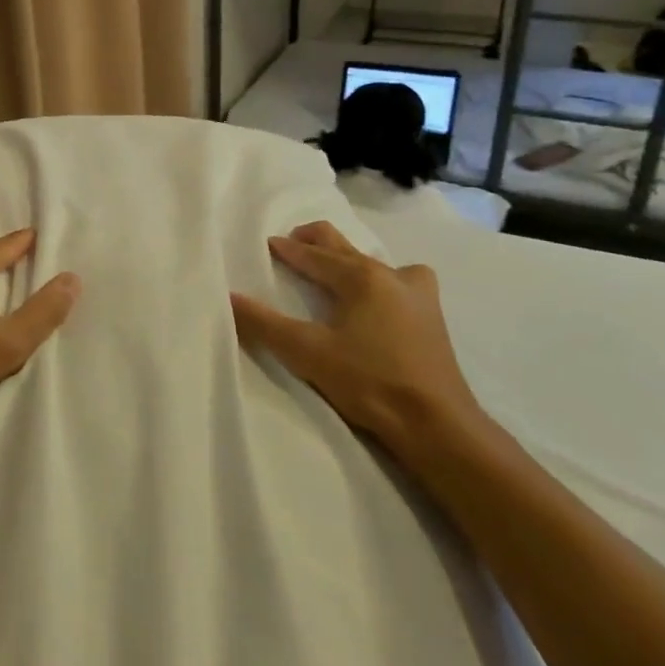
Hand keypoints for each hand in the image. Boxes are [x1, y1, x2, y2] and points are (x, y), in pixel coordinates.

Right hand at [230, 221, 481, 459]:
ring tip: (329, 272)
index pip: (313, 255)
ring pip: (373, 261)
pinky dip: (379, 277)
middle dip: (315, 241)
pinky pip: (399, 279)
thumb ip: (264, 323)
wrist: (436, 424)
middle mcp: (391, 274)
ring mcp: (418, 293)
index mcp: (360, 277)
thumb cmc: (369, 382)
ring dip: (347, 259)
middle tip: (291, 245)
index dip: (286, 249)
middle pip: (344, 245)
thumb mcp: (306, 353)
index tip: (267, 244)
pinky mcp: (432, 316)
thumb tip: (228, 297)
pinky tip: (376, 298)